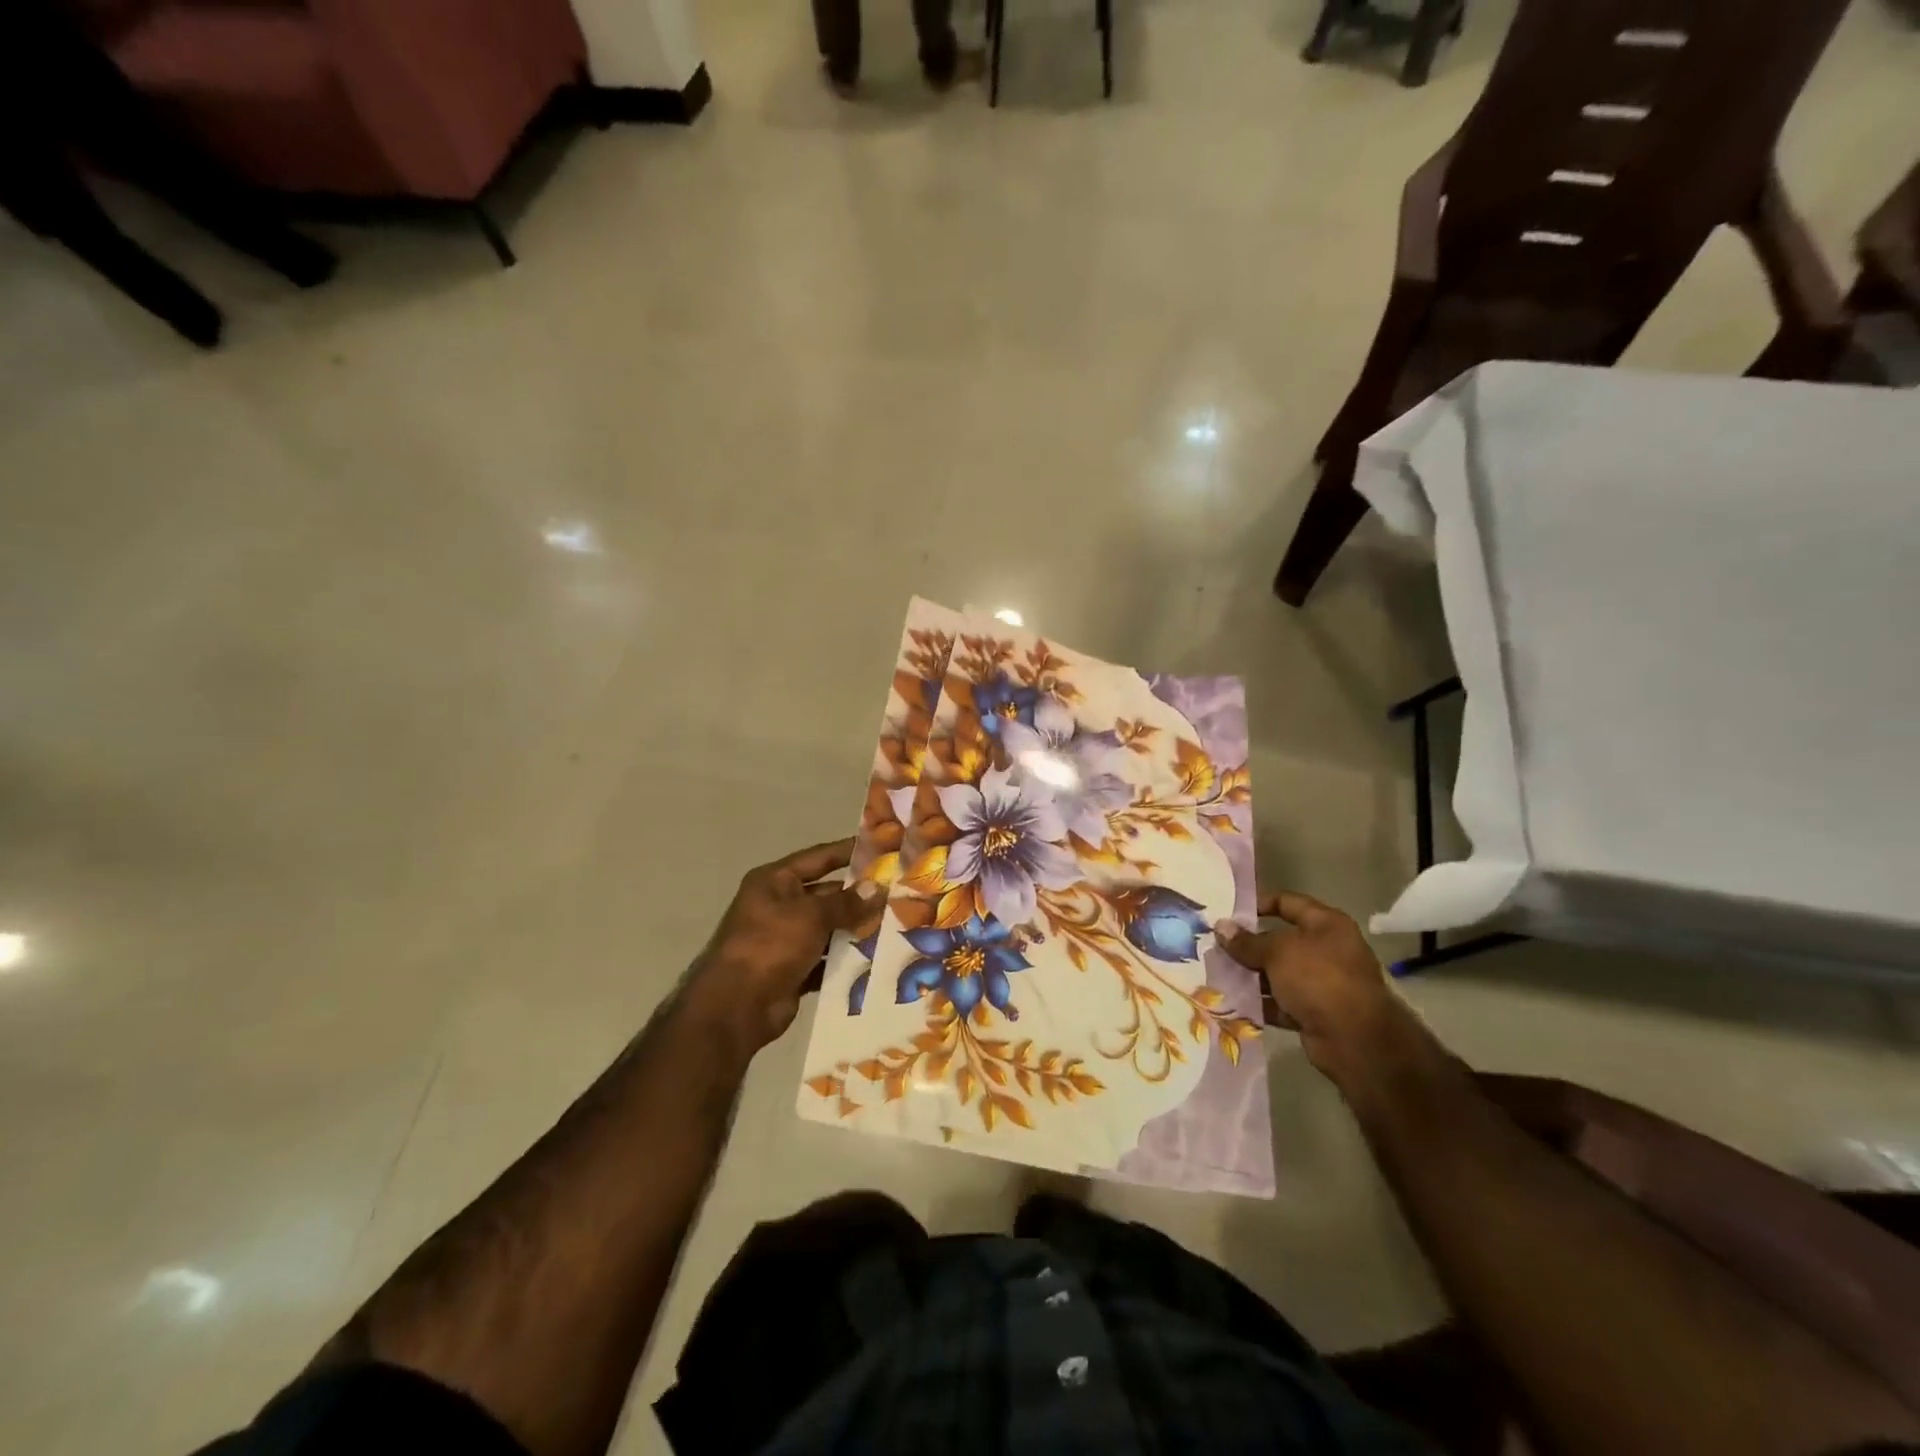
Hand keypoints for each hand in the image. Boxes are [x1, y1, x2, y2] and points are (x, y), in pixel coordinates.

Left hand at [684, 838, 875, 1059]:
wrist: (736, 1007)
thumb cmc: (770, 946)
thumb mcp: (811, 916)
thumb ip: (846, 902)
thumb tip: (877, 887)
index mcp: (775, 881)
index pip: (819, 857)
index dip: (848, 851)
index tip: (881, 847)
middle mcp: (778, 905)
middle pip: (826, 894)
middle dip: (858, 896)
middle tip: (898, 894)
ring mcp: (784, 939)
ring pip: (828, 928)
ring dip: (855, 929)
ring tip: (895, 925)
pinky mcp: (792, 969)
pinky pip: (825, 958)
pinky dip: (845, 959)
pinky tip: (876, 958)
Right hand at [1221, 891, 1420, 1084]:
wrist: (1356, 1041)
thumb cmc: (1319, 979)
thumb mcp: (1278, 953)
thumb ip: (1247, 941)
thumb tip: (1220, 926)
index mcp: (1327, 925)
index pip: (1287, 902)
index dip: (1258, 903)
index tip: (1228, 912)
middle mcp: (1327, 950)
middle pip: (1280, 940)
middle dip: (1248, 944)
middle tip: (1214, 945)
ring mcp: (1322, 984)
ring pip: (1278, 973)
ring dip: (1250, 975)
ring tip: (1216, 973)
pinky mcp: (1315, 1013)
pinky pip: (1280, 1002)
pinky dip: (1260, 1002)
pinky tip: (1231, 1001)